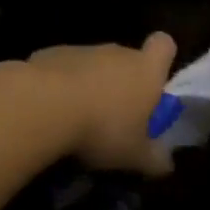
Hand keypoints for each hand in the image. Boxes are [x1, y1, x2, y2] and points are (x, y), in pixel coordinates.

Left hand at [27, 33, 177, 176]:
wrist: (43, 106)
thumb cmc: (102, 128)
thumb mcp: (134, 156)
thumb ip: (154, 159)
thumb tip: (166, 164)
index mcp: (146, 70)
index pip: (164, 45)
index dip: (161, 59)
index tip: (153, 83)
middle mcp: (117, 53)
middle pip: (127, 59)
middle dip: (122, 83)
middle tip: (114, 117)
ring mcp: (82, 50)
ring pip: (93, 65)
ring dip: (89, 86)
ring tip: (77, 120)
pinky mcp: (50, 54)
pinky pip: (63, 69)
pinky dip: (59, 86)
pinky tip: (50, 112)